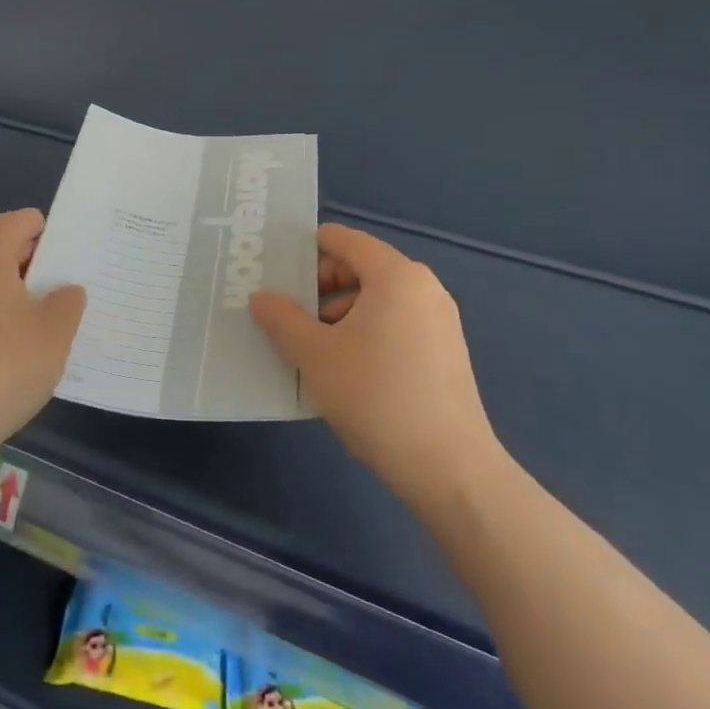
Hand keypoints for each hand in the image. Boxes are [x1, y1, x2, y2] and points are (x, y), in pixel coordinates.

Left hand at [0, 209, 85, 469]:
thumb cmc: (0, 368)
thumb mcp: (54, 335)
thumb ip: (67, 302)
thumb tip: (64, 290)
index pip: (22, 220)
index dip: (52, 233)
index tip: (76, 259)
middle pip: (0, 247)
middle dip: (34, 263)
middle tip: (67, 290)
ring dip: (11, 293)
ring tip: (42, 322)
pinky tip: (8, 350)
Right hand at [249, 224, 502, 514]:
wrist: (448, 468)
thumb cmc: (375, 396)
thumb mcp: (314, 355)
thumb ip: (282, 319)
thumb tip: (261, 298)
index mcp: (396, 275)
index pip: (344, 240)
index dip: (306, 250)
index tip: (275, 273)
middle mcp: (423, 287)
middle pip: (360, 268)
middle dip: (319, 288)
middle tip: (286, 317)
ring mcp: (439, 321)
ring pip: (377, 300)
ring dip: (339, 315)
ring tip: (310, 351)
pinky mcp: (445, 352)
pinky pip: (395, 324)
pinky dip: (365, 333)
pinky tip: (345, 372)